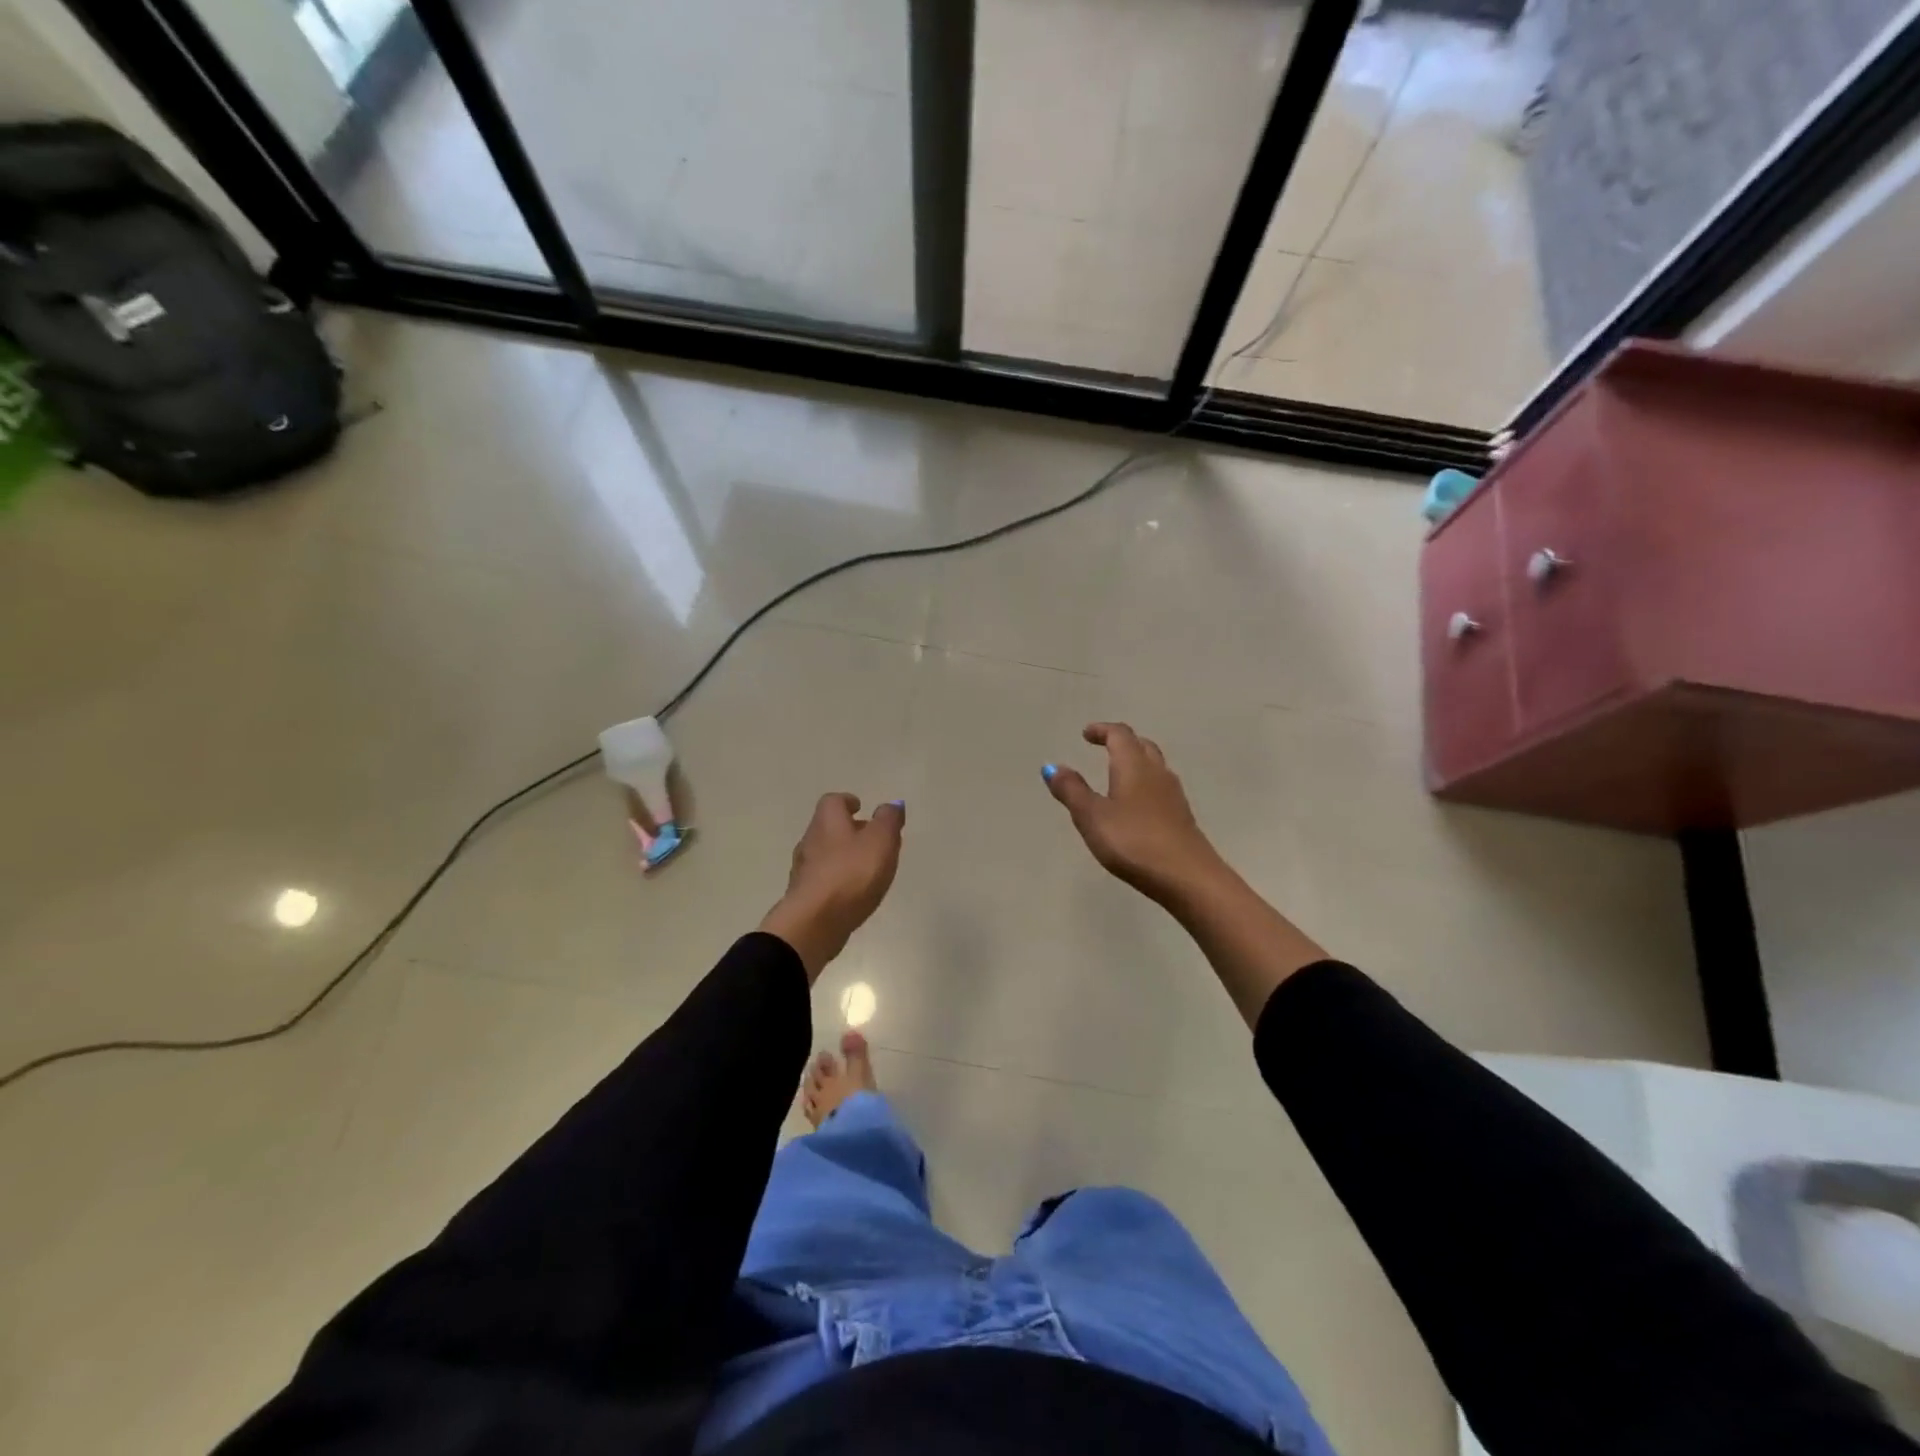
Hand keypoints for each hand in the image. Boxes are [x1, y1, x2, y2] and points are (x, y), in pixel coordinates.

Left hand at [759, 794, 904, 979]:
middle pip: (828, 828)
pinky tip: (853, 893)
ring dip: (843, 857)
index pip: (833, 801)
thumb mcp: (881, 840)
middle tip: (872, 839)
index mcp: (827, 821)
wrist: (814, 922)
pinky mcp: (804, 896)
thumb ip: (888, 820)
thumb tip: (892, 805)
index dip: (847, 802)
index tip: (860, 808)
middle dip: (848, 830)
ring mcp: (804, 870)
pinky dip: (837, 880)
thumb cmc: (851, 873)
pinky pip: (823, 880)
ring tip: (867, 869)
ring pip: (825, 855)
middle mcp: (810, 840)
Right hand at [1043, 723, 1225, 905]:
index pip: (1120, 735)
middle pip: (1142, 745)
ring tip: (1117, 774)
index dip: (1102, 730)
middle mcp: (1157, 773)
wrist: (1187, 877)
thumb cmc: (1133, 842)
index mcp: (1134, 766)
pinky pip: (1160, 788)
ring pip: (1155, 766)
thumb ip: (1072, 791)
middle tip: (1103, 747)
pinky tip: (1136, 805)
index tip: (1086, 734)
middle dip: (1121, 742)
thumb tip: (1053, 766)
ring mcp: (1174, 795)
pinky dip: (1144, 785)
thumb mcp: (1092, 817)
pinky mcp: (1181, 817)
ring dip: (1135, 762)